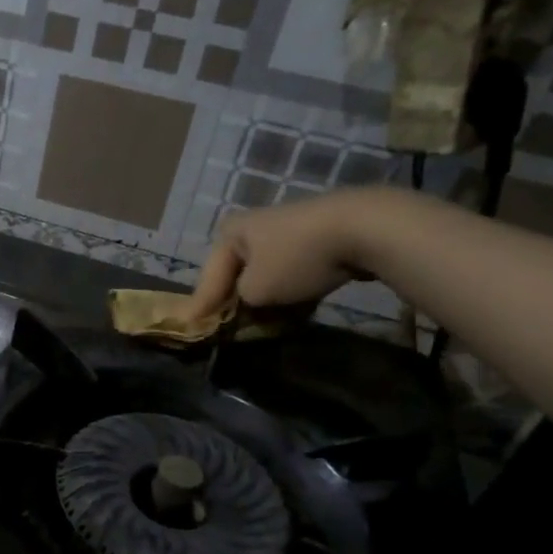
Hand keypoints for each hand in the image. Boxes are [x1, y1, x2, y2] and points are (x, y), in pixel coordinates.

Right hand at [186, 188, 395, 320]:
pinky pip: (291, 271)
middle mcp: (252, 226)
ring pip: (265, 273)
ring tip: (261, 323)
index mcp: (229, 233)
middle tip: (226, 327)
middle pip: (236, 274)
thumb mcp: (256, 290)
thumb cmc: (295, 258)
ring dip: (263, 298)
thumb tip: (245, 306)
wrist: (363, 228)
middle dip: (233, 301)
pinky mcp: (315, 236)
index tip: (189, 327)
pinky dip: (288, 290)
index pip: (208, 278)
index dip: (200, 306)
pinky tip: (293, 309)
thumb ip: (240, 303)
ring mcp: (286, 229)